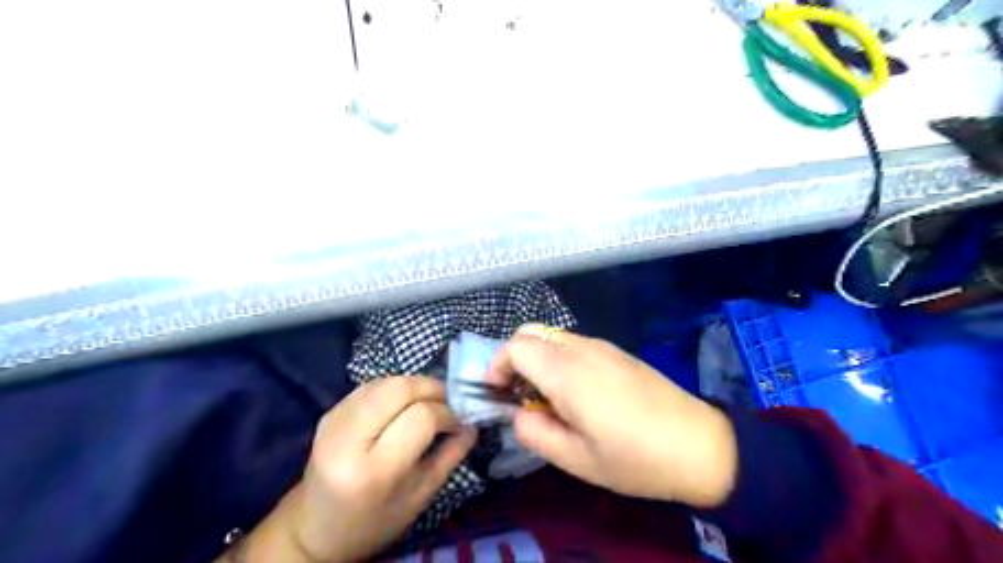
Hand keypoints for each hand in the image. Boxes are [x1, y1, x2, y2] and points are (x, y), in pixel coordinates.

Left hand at [290, 376, 477, 561]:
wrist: (314, 528)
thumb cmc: (373, 521)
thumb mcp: (420, 497)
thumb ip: (450, 457)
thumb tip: (472, 425)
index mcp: (374, 471)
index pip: (421, 418)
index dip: (447, 413)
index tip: (458, 422)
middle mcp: (348, 439)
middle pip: (400, 388)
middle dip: (432, 388)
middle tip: (447, 402)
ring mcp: (334, 421)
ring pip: (386, 381)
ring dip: (415, 385)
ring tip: (429, 402)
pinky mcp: (329, 412)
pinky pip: (371, 386)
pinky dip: (396, 388)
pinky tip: (404, 404)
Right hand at [485, 322, 733, 508]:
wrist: (699, 444)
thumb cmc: (634, 458)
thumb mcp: (576, 459)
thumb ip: (534, 432)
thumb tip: (518, 414)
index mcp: (566, 372)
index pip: (515, 346)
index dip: (497, 366)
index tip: (498, 394)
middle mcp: (581, 348)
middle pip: (531, 332)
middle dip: (514, 358)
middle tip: (519, 394)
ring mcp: (602, 346)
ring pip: (552, 336)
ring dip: (537, 358)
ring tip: (547, 397)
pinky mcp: (617, 351)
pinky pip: (574, 344)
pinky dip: (558, 358)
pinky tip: (576, 392)